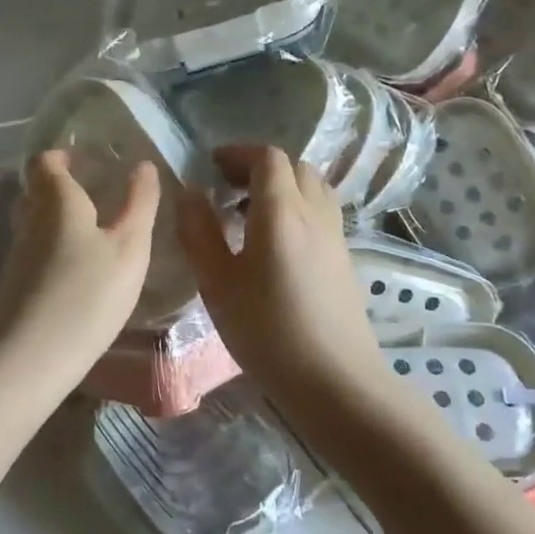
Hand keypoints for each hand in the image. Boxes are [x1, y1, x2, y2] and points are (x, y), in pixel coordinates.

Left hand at [0, 149, 159, 400]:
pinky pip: (38, 252)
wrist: (29, 360)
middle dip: (64, 187)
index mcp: (56, 201)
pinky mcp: (17, 286)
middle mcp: (30, 220)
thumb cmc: (88, 293)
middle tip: (99, 193)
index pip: (47, 162)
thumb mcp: (129, 248)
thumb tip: (144, 165)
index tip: (88, 160)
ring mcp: (19, 255)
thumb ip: (140, 204)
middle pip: (39, 191)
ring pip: (37, 223)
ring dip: (62, 220)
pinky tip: (82, 270)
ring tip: (98, 232)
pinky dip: (58, 250)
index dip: (64, 156)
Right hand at [176, 146, 387, 405]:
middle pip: (294, 167)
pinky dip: (298, 208)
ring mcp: (335, 235)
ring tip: (251, 214)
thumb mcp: (218, 284)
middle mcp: (314, 212)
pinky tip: (277, 244)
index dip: (238, 154)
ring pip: (312, 188)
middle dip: (260, 168)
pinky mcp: (345, 258)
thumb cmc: (268, 331)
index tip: (212, 167)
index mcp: (281, 211)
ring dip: (283, 187)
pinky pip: (321, 212)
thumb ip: (199, 233)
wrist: (335, 379)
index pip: (267, 158)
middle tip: (229, 190)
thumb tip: (189, 193)